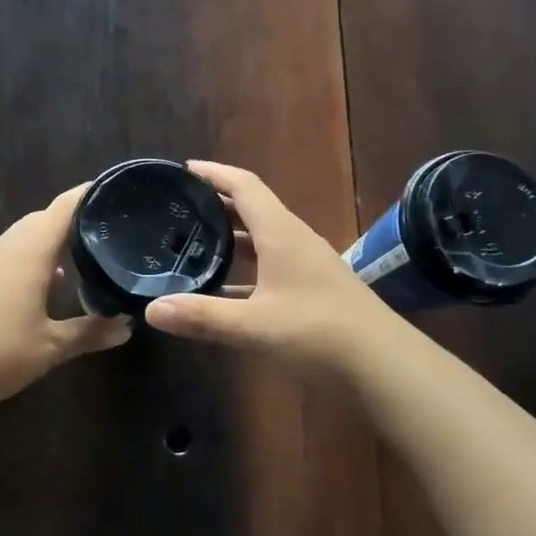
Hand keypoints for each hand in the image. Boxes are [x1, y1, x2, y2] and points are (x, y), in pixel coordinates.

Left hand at [0, 184, 132, 410]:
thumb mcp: (51, 347)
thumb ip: (90, 332)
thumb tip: (126, 327)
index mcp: (28, 252)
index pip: (63, 207)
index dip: (89, 194)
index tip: (115, 192)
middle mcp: (3, 248)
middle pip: (41, 221)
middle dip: (72, 224)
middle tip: (105, 236)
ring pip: (20, 240)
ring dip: (48, 247)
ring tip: (78, 266)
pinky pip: (4, 259)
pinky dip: (27, 264)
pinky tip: (38, 293)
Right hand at [144, 161, 398, 373]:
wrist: (385, 366)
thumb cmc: (318, 334)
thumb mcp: (254, 326)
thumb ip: (202, 316)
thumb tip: (151, 310)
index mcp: (281, 234)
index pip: (244, 186)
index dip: (215, 173)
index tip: (185, 169)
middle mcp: (295, 241)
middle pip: (253, 209)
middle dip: (217, 204)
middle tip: (180, 207)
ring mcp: (308, 266)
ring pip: (263, 240)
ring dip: (232, 238)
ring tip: (195, 243)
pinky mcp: (314, 291)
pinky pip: (271, 268)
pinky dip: (246, 272)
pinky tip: (225, 292)